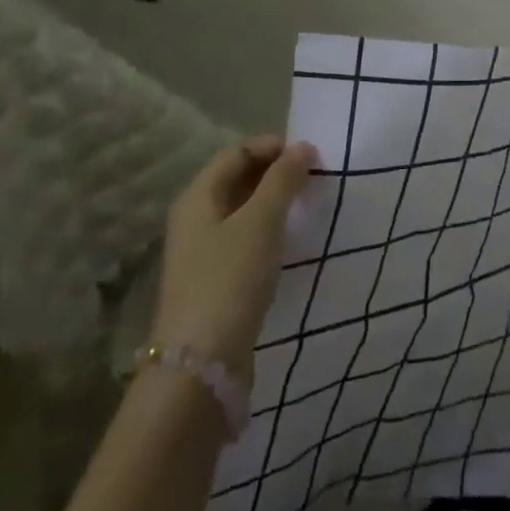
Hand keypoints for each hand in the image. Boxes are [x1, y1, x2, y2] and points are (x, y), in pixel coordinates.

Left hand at [151, 136, 316, 379]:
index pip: (237, 152)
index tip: (311, 156)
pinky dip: (269, 230)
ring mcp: (203, 252)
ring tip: (309, 205)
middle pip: (238, 179)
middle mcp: (195, 219)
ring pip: (243, 211)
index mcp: (198, 197)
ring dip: (275, 202)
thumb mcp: (261, 221)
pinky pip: (245, 239)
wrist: (201, 364)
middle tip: (314, 179)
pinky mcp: (215, 281)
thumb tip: (302, 147)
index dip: (273, 147)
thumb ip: (283, 180)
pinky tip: (291, 241)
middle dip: (276, 173)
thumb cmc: (230, 279)